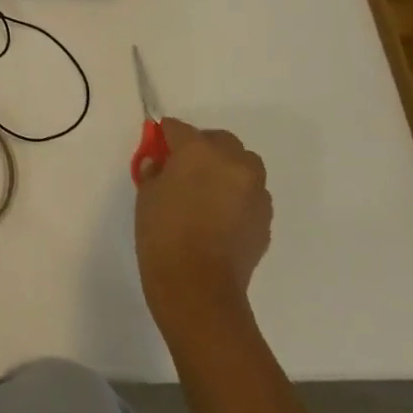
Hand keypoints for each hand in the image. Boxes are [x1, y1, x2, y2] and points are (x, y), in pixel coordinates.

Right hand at [135, 117, 271, 324]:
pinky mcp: (265, 217)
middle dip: (203, 147)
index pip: (179, 128)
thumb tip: (161, 164)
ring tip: (208, 191)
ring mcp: (255, 191)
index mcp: (198, 151)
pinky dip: (237, 196)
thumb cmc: (163, 233)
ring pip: (243, 166)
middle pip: (220, 140)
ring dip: (226, 169)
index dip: (165, 135)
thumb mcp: (146, 195)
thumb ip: (156, 171)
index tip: (158, 145)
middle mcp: (232, 163)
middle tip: (184, 166)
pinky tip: (220, 216)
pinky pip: (251, 194)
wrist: (197, 285)